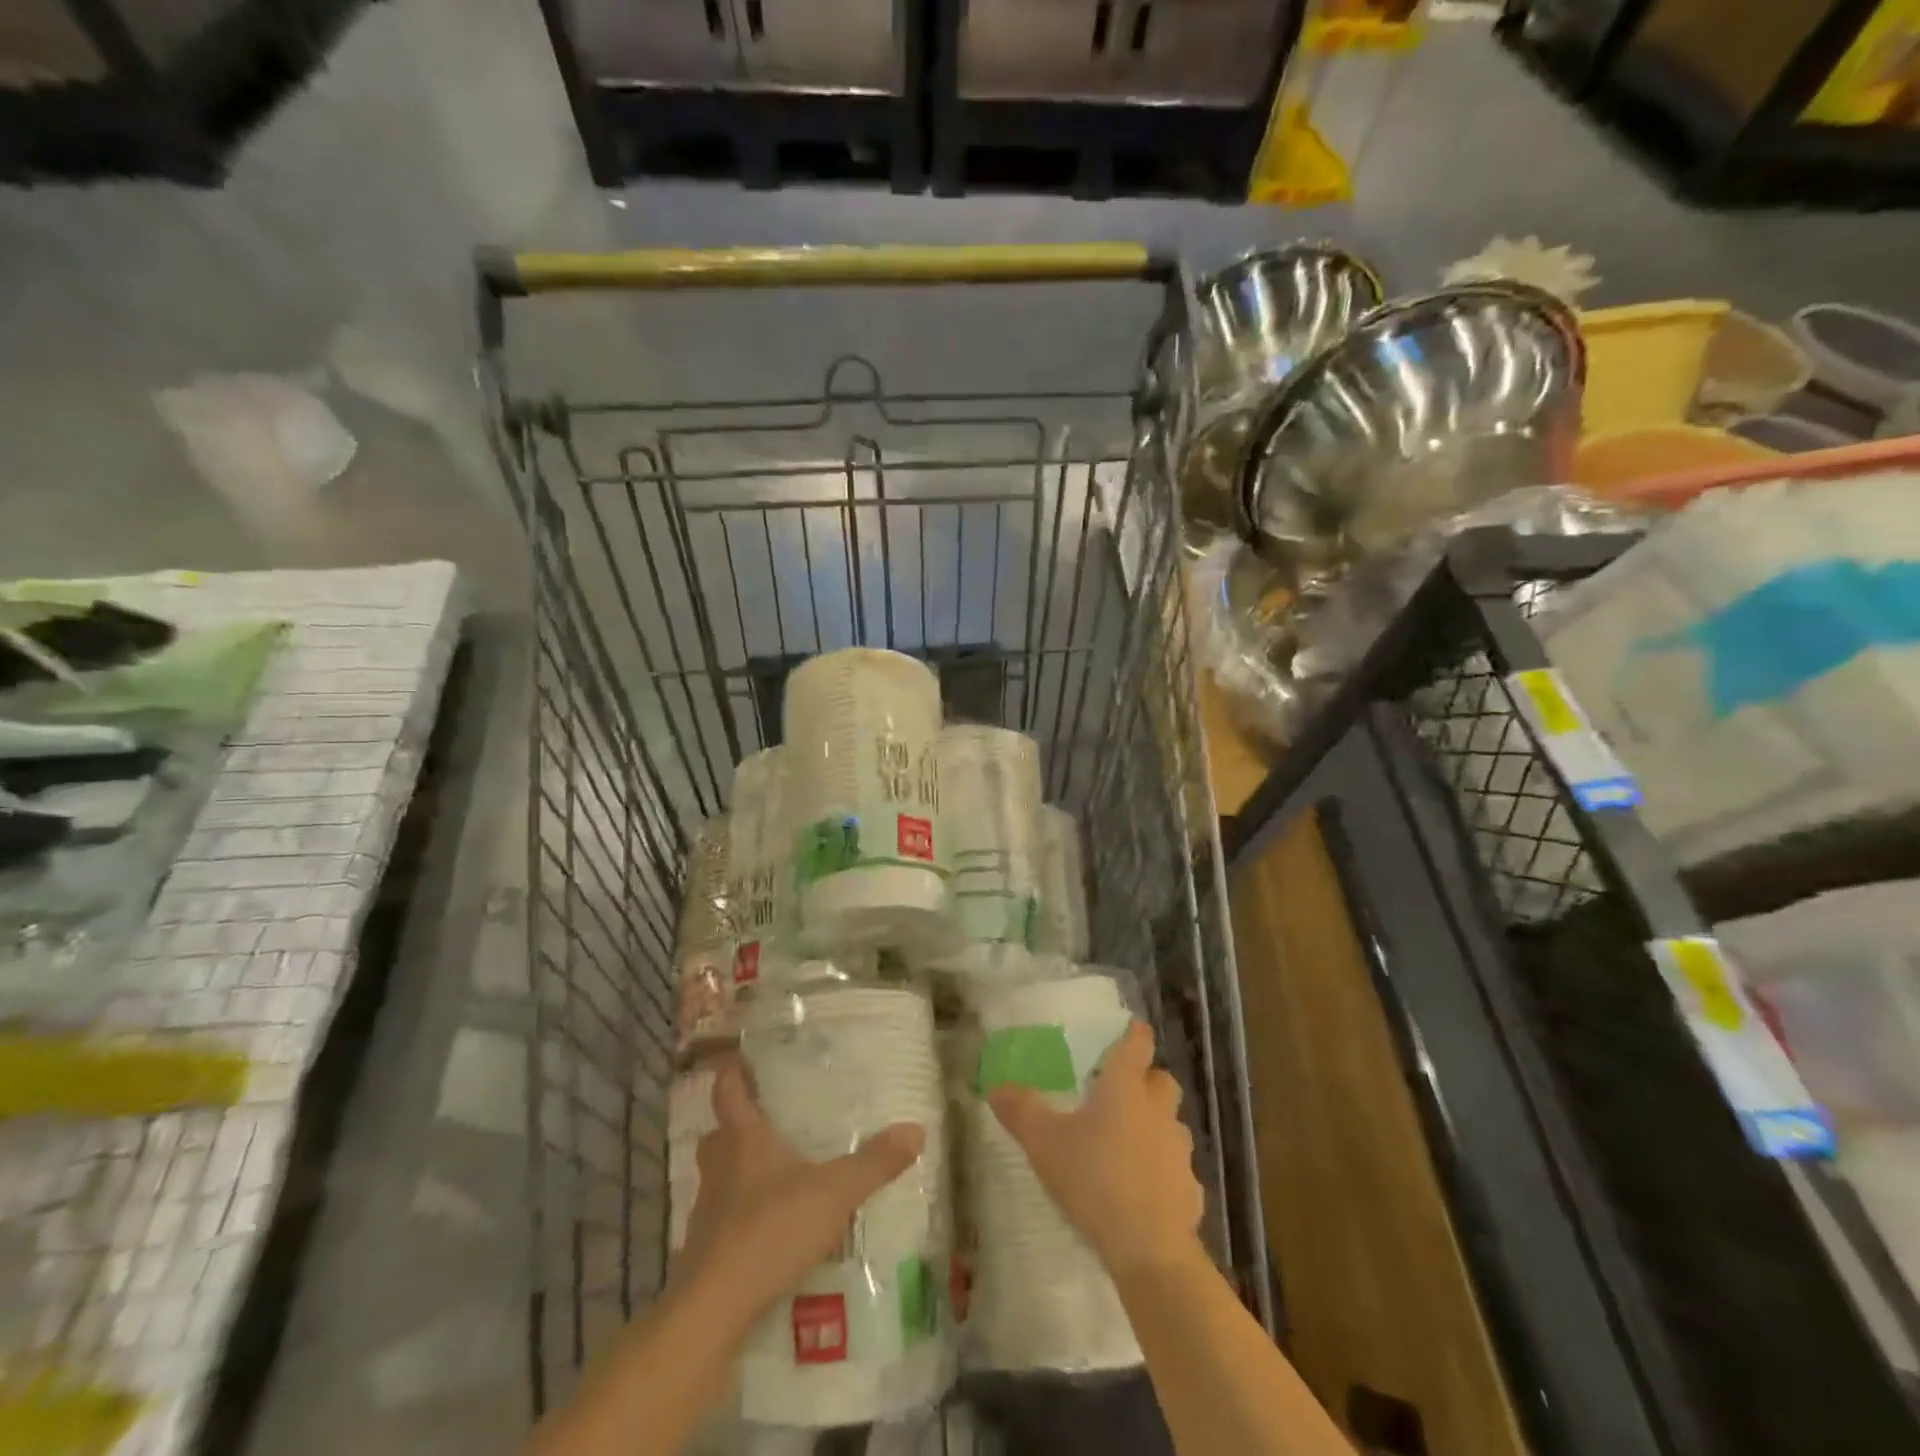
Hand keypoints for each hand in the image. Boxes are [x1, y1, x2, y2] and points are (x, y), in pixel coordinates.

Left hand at [678, 1056, 926, 1321]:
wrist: (713, 1312)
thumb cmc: (770, 1230)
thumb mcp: (834, 1193)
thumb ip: (874, 1163)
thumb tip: (916, 1129)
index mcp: (743, 1139)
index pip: (727, 1090)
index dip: (732, 1071)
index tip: (741, 1057)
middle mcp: (719, 1167)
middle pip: (718, 1132)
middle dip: (737, 1123)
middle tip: (768, 1118)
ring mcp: (707, 1211)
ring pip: (718, 1176)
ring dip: (739, 1170)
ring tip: (776, 1172)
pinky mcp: (705, 1251)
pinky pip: (723, 1218)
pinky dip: (741, 1215)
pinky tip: (770, 1227)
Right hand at [987, 1020, 1203, 1275]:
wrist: (1150, 1249)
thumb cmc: (1095, 1179)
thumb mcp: (1044, 1143)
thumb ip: (1021, 1111)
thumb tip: (995, 1086)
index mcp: (1126, 1087)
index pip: (1138, 1044)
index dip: (1134, 1034)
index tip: (1128, 1030)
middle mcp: (1158, 1109)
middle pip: (1162, 1080)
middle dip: (1147, 1079)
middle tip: (1119, 1090)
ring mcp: (1179, 1150)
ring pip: (1171, 1123)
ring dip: (1154, 1124)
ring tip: (1126, 1142)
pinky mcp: (1190, 1189)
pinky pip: (1176, 1167)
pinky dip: (1162, 1170)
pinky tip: (1142, 1188)